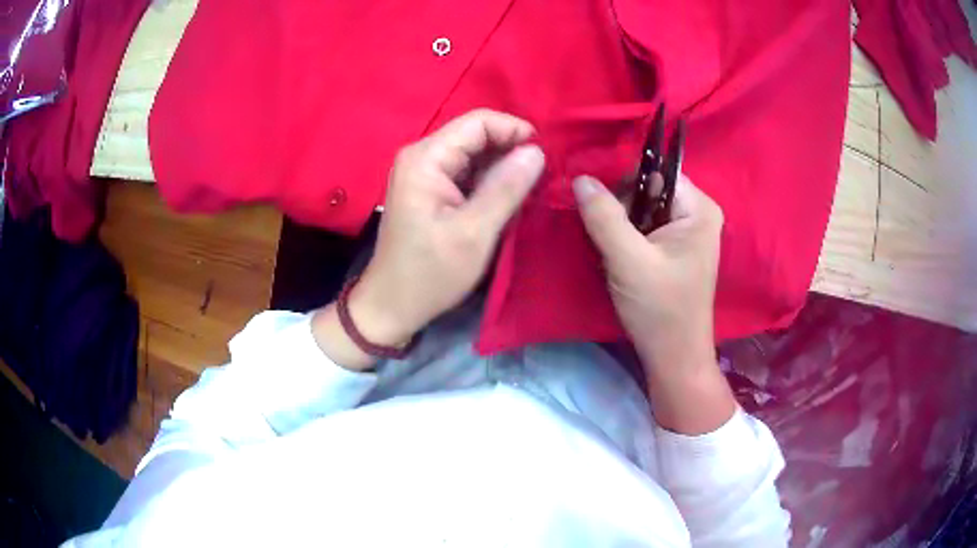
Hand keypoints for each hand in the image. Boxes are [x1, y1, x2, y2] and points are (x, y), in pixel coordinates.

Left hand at [313, 110, 544, 369]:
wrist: (393, 305)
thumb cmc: (430, 274)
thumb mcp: (474, 233)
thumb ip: (506, 188)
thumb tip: (536, 151)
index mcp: (426, 158)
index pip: (478, 122)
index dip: (515, 130)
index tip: (546, 156)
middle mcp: (422, 156)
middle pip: (476, 135)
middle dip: (512, 150)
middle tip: (543, 176)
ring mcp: (424, 172)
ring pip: (475, 154)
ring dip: (504, 167)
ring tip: (532, 189)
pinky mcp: (430, 189)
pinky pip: (467, 172)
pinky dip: (491, 182)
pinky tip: (509, 199)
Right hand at [574, 173, 734, 433]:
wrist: (674, 357)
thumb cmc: (660, 309)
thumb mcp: (628, 260)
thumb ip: (604, 216)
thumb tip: (581, 178)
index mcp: (698, 208)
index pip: (654, 172)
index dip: (623, 181)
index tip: (597, 203)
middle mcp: (697, 213)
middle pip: (647, 188)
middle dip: (620, 206)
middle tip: (604, 234)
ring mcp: (686, 232)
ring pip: (642, 208)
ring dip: (619, 223)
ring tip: (609, 248)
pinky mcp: (674, 249)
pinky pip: (644, 227)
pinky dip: (626, 237)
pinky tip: (617, 255)